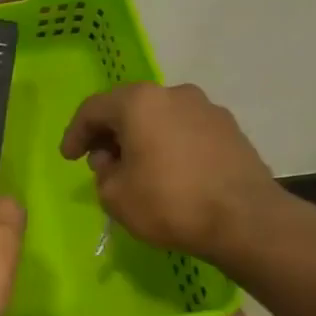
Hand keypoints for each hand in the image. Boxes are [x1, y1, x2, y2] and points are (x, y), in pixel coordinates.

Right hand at [59, 82, 284, 265]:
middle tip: (100, 162)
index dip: (75, 133)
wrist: (246, 221)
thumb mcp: (114, 195)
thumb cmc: (169, 203)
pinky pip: (185, 131)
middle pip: (129, 108)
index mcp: (139, 103)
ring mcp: (207, 109)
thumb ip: (103, 172)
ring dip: (141, 138)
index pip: (93, 109)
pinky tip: (167, 173)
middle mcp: (173, 94)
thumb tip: (114, 161)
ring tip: (135, 169)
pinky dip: (168, 145)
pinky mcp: (230, 130)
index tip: (68, 158)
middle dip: (109, 133)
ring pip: (159, 118)